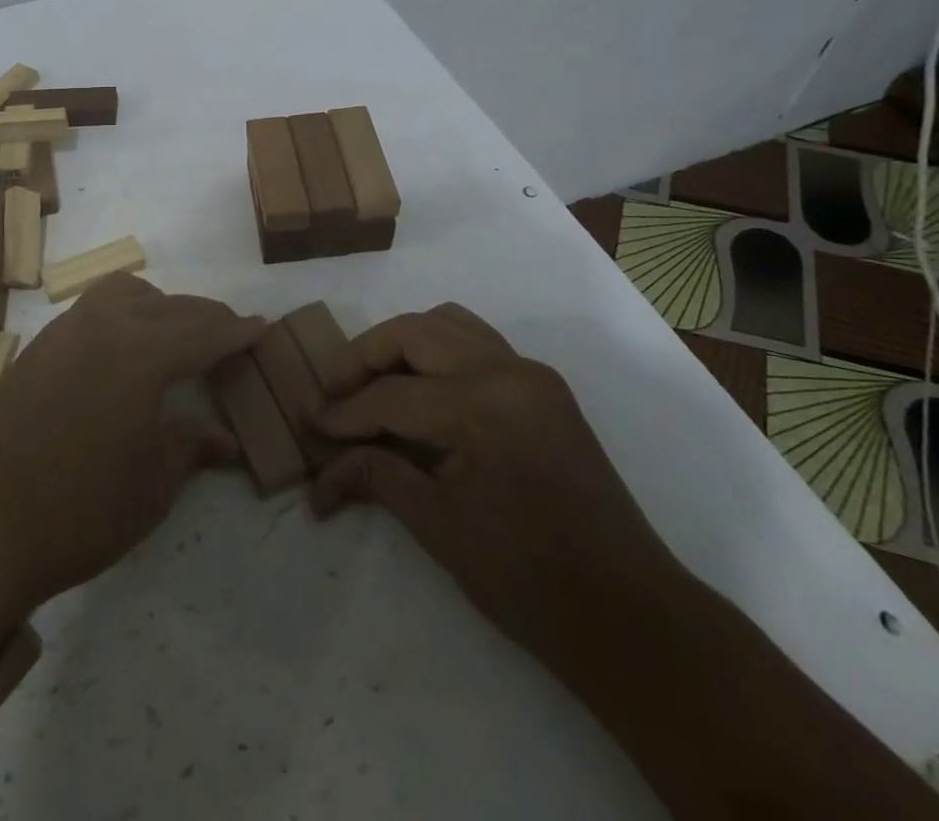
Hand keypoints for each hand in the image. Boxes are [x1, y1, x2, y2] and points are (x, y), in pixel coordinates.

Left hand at [0, 273, 265, 611]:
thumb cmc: (77, 512)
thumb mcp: (150, 486)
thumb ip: (190, 447)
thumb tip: (226, 441)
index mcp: (144, 353)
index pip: (205, 331)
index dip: (237, 331)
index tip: (262, 328)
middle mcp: (107, 325)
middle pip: (171, 306)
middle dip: (206, 317)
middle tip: (228, 336)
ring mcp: (66, 330)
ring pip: (126, 292)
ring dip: (159, 304)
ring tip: (173, 336)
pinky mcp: (38, 346)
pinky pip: (93, 308)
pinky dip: (123, 313)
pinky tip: (123, 350)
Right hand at [310, 304, 682, 646]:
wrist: (629, 616)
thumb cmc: (528, 581)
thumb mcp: (440, 529)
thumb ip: (376, 478)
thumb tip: (320, 470)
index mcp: (483, 406)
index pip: (392, 396)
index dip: (344, 412)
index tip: (308, 423)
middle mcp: (507, 371)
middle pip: (415, 333)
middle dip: (364, 357)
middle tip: (334, 392)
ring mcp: (530, 373)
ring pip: (448, 323)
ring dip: (402, 343)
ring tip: (373, 382)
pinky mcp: (542, 387)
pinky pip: (477, 342)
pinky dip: (439, 351)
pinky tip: (421, 389)